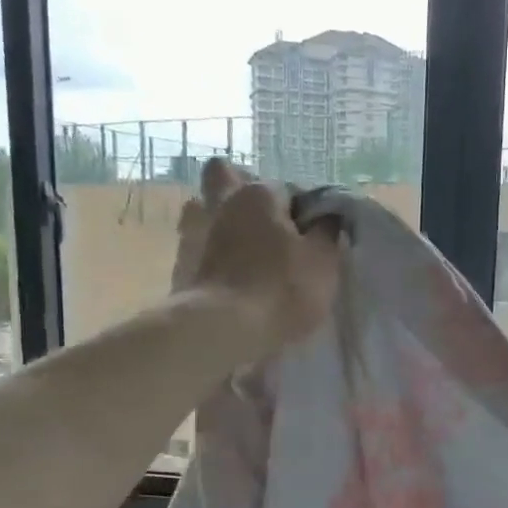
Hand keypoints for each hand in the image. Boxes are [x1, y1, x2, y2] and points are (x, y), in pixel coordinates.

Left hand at [174, 158, 339, 355]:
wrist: (221, 331)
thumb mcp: (323, 262)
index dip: (303, 212)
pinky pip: (194, 245)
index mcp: (258, 194)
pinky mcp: (179, 264)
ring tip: (240, 248)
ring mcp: (193, 232)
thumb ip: (328, 232)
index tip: (312, 238)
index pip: (288, 188)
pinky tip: (223, 274)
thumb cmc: (280, 289)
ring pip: (202, 209)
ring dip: (218, 220)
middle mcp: (222, 203)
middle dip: (242, 191)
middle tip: (264, 223)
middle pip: (224, 177)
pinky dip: (207, 253)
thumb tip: (328, 217)